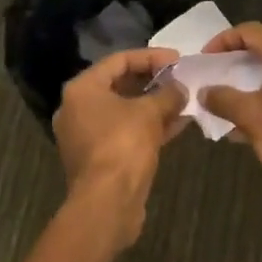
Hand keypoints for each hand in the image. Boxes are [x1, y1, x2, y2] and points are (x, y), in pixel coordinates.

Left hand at [53, 48, 187, 246]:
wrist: (106, 204)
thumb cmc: (123, 145)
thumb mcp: (150, 112)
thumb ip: (167, 94)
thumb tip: (181, 88)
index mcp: (82, 89)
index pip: (119, 60)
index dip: (150, 56)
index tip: (177, 59)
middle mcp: (77, 108)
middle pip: (120, 85)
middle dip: (153, 82)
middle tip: (180, 79)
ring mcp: (86, 135)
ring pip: (124, 111)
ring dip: (154, 105)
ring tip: (184, 100)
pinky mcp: (98, 158)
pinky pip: (125, 132)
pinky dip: (148, 126)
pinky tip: (177, 125)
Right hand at [199, 24, 261, 220]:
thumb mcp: (250, 117)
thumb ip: (223, 99)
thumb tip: (204, 93)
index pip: (251, 31)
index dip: (225, 39)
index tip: (207, 58)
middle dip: (245, 49)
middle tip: (224, 65)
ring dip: (261, 69)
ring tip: (238, 89)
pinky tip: (260, 114)